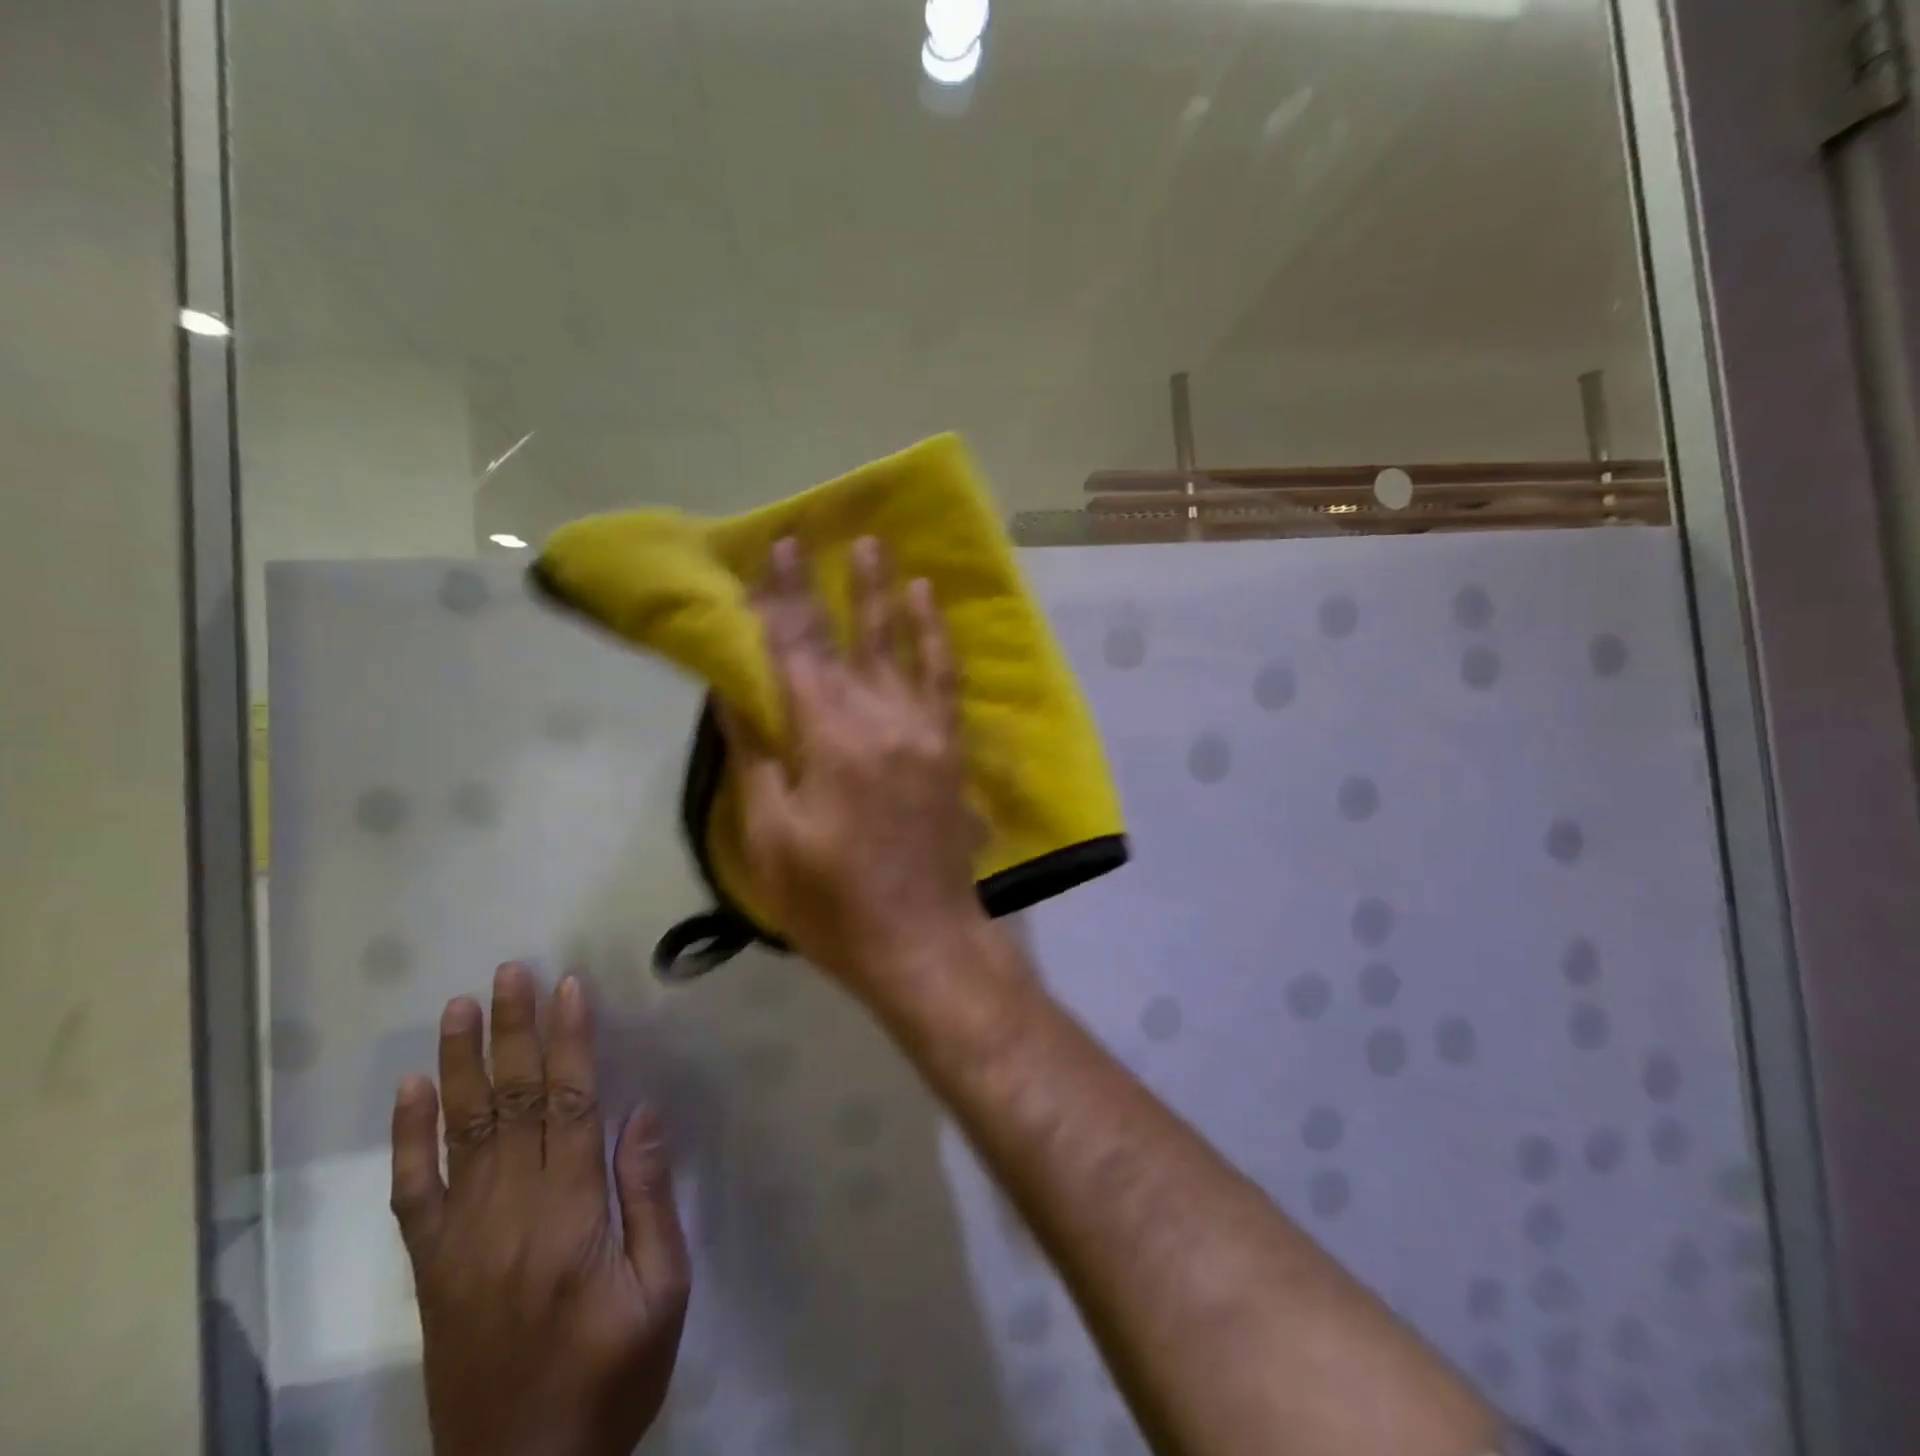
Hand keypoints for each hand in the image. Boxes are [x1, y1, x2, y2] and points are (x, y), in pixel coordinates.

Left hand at [390, 965, 690, 1455]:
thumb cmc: (613, 1375)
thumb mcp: (662, 1292)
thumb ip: (649, 1199)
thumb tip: (640, 1113)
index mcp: (570, 1218)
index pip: (569, 1106)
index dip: (568, 1042)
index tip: (569, 988)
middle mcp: (509, 1215)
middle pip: (512, 1105)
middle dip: (513, 1032)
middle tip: (510, 973)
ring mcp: (462, 1240)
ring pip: (462, 1133)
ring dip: (461, 1064)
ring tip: (461, 1006)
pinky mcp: (434, 1267)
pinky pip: (415, 1192)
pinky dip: (408, 1138)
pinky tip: (410, 1089)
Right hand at [721, 536, 988, 997]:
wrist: (922, 939)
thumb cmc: (832, 900)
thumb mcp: (770, 837)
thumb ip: (755, 757)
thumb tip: (735, 692)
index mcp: (826, 736)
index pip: (795, 650)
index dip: (778, 599)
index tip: (772, 552)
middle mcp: (878, 717)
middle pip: (845, 636)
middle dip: (826, 583)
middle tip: (817, 531)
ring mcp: (922, 729)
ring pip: (901, 644)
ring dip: (887, 593)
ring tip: (879, 547)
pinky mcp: (949, 748)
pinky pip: (944, 680)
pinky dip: (936, 638)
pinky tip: (931, 607)